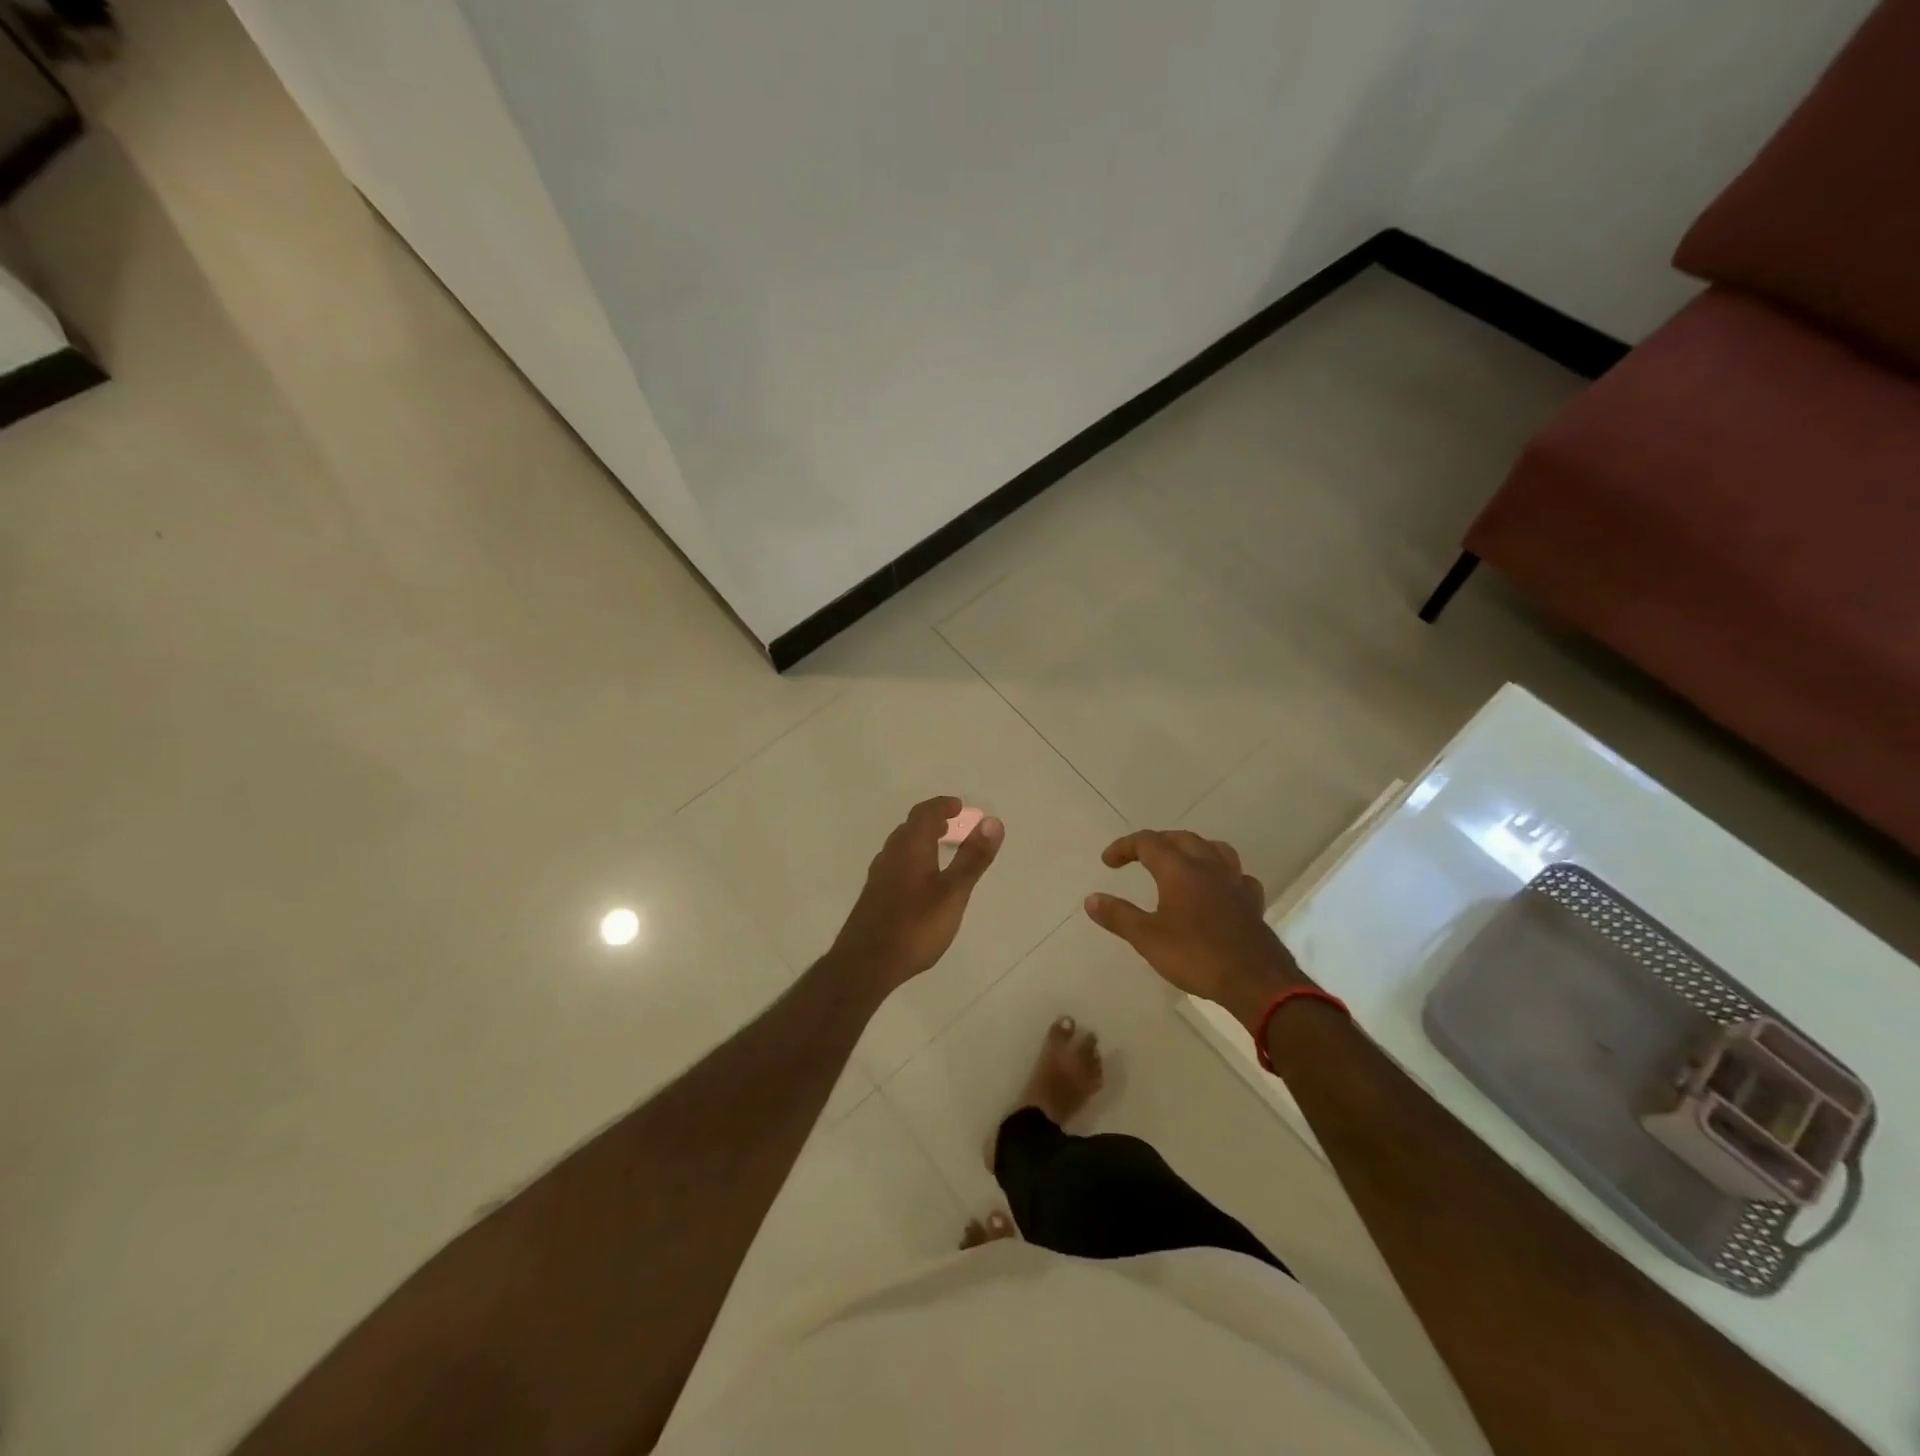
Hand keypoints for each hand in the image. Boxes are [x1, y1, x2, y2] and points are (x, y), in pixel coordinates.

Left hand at [828, 797, 1003, 994]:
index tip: (959, 807)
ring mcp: (879, 876)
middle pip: (910, 827)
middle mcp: (891, 855)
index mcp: (910, 848)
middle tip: (953, 824)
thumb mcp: (953, 893)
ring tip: (941, 849)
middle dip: (932, 821)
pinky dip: (912, 858)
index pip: (924, 814)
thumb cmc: (915, 926)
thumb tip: (992, 821)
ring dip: (921, 840)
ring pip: (901, 846)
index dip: (942, 806)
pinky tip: (920, 881)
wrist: (865, 964)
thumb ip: (972, 858)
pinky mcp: (874, 896)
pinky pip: (895, 863)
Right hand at [1085, 829, 1308, 1031]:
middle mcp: (1208, 867)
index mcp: (1179, 869)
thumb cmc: (1196, 956)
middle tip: (1138, 857)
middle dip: (1156, 843)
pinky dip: (1222, 874)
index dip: (1124, 846)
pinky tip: (1218, 888)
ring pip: (1214, 849)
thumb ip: (1118, 916)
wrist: (1255, 981)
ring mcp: (1234, 882)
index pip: (1147, 843)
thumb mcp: (1147, 938)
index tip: (1108, 861)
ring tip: (1180, 861)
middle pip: (1181, 839)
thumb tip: (1091, 899)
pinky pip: (1237, 876)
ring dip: (1192, 848)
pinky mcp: (1252, 902)